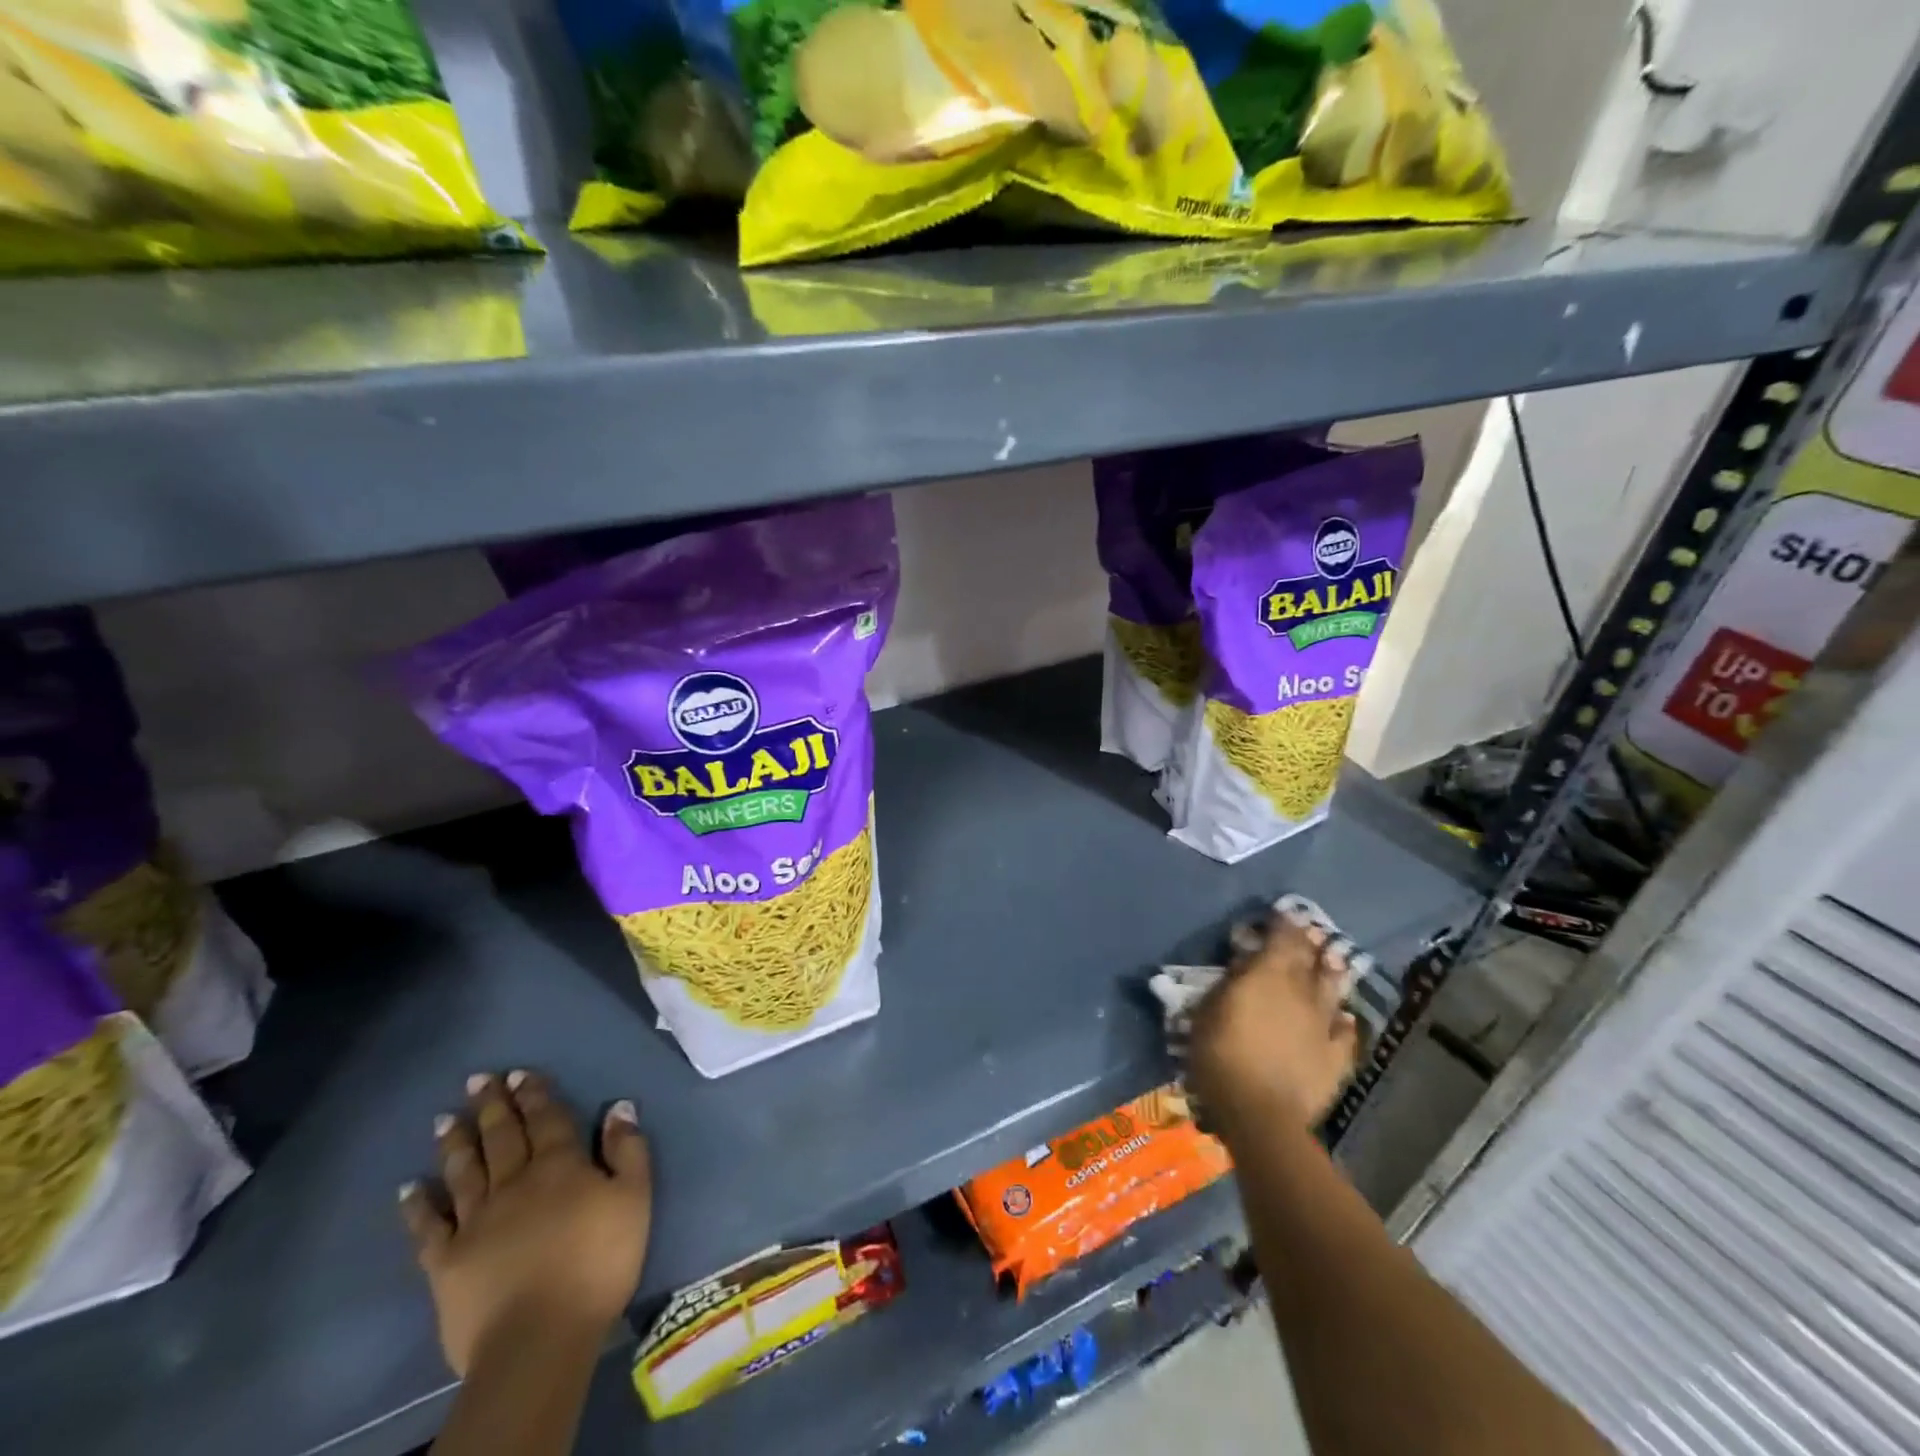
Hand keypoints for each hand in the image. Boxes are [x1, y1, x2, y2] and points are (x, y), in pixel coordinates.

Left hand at [399, 1071, 652, 1376]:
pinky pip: (428, 1227)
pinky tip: (408, 1188)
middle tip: (478, 1080)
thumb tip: (619, 1107)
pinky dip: (417, 1205)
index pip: (547, 1119)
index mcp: (560, 1166)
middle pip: (502, 1136)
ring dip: (455, 1141)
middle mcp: (514, 1182)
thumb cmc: (599, 1262)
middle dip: (491, 1105)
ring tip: (443, 1118)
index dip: (534, 1094)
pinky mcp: (446, 1262)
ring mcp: (475, 1221)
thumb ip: (627, 1150)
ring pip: (464, 1171)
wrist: (539, 1338)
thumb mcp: (634, 1199)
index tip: (519, 1073)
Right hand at [1187, 909, 1359, 1140]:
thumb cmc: (1221, 1055)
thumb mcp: (1209, 1010)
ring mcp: (1322, 1024)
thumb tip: (1246, 961)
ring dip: (1332, 972)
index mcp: (1268, 975)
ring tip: (1334, 959)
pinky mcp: (1336, 1057)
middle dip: (1309, 942)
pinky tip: (1346, 1018)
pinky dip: (1345, 1021)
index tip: (1285, 912)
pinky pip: (1345, 1033)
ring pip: (1332, 989)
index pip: (1282, 938)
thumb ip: (1231, 981)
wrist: (1260, 1113)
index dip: (1284, 923)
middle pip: (1309, 959)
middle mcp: (1301, 992)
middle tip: (1311, 931)